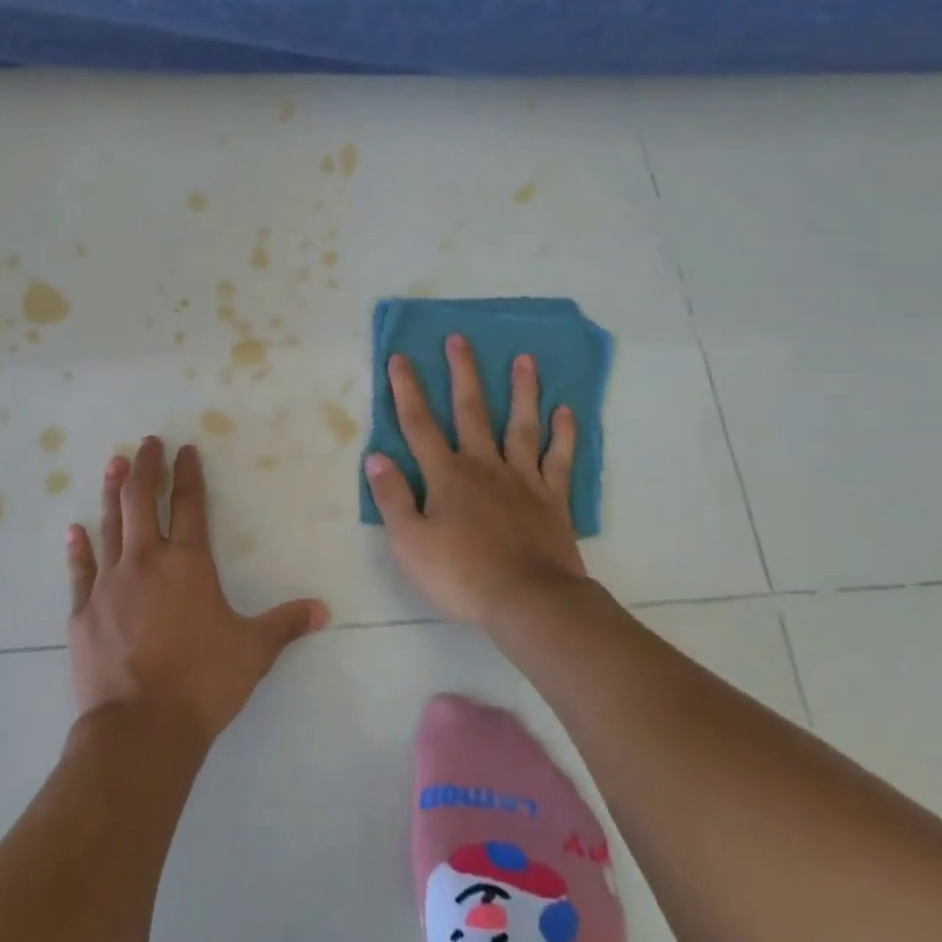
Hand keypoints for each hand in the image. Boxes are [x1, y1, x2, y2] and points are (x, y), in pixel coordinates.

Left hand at [66, 437, 328, 746]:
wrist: (141, 729)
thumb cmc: (203, 682)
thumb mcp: (253, 651)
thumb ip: (286, 625)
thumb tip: (324, 610)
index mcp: (188, 563)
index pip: (189, 503)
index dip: (187, 472)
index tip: (184, 448)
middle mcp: (146, 561)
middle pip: (142, 500)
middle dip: (145, 467)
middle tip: (146, 442)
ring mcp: (110, 583)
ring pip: (110, 524)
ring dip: (112, 492)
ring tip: (113, 463)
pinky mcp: (83, 611)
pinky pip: (80, 569)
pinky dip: (78, 547)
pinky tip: (74, 529)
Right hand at [362, 335, 586, 625]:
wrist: (530, 602)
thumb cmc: (462, 575)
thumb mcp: (409, 543)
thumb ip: (392, 498)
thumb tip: (376, 458)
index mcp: (446, 475)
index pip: (419, 425)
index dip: (407, 390)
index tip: (400, 358)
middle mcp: (484, 465)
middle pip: (471, 410)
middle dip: (463, 373)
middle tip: (460, 339)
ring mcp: (522, 479)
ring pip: (521, 424)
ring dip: (522, 390)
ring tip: (524, 359)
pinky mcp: (552, 498)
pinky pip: (558, 458)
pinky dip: (564, 433)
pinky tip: (565, 410)